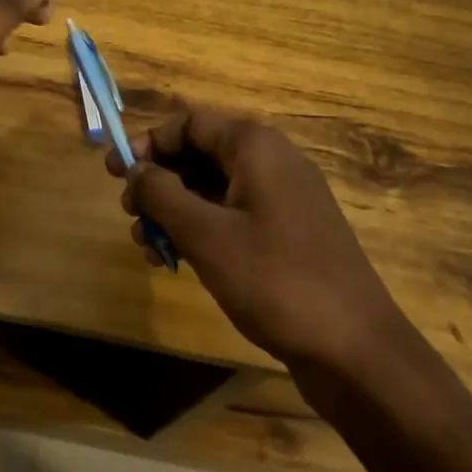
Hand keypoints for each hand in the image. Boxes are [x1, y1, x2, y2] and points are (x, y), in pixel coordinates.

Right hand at [110, 106, 408, 370]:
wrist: (355, 349)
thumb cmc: (275, 280)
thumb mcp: (206, 235)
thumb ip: (162, 195)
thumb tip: (135, 169)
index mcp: (255, 146)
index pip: (190, 122)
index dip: (149, 143)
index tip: (116, 173)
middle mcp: (272, 160)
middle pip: (201, 153)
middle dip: (160, 181)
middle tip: (129, 214)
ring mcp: (284, 197)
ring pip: (214, 187)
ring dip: (175, 210)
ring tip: (147, 246)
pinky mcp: (289, 232)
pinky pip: (234, 214)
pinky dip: (202, 229)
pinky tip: (178, 261)